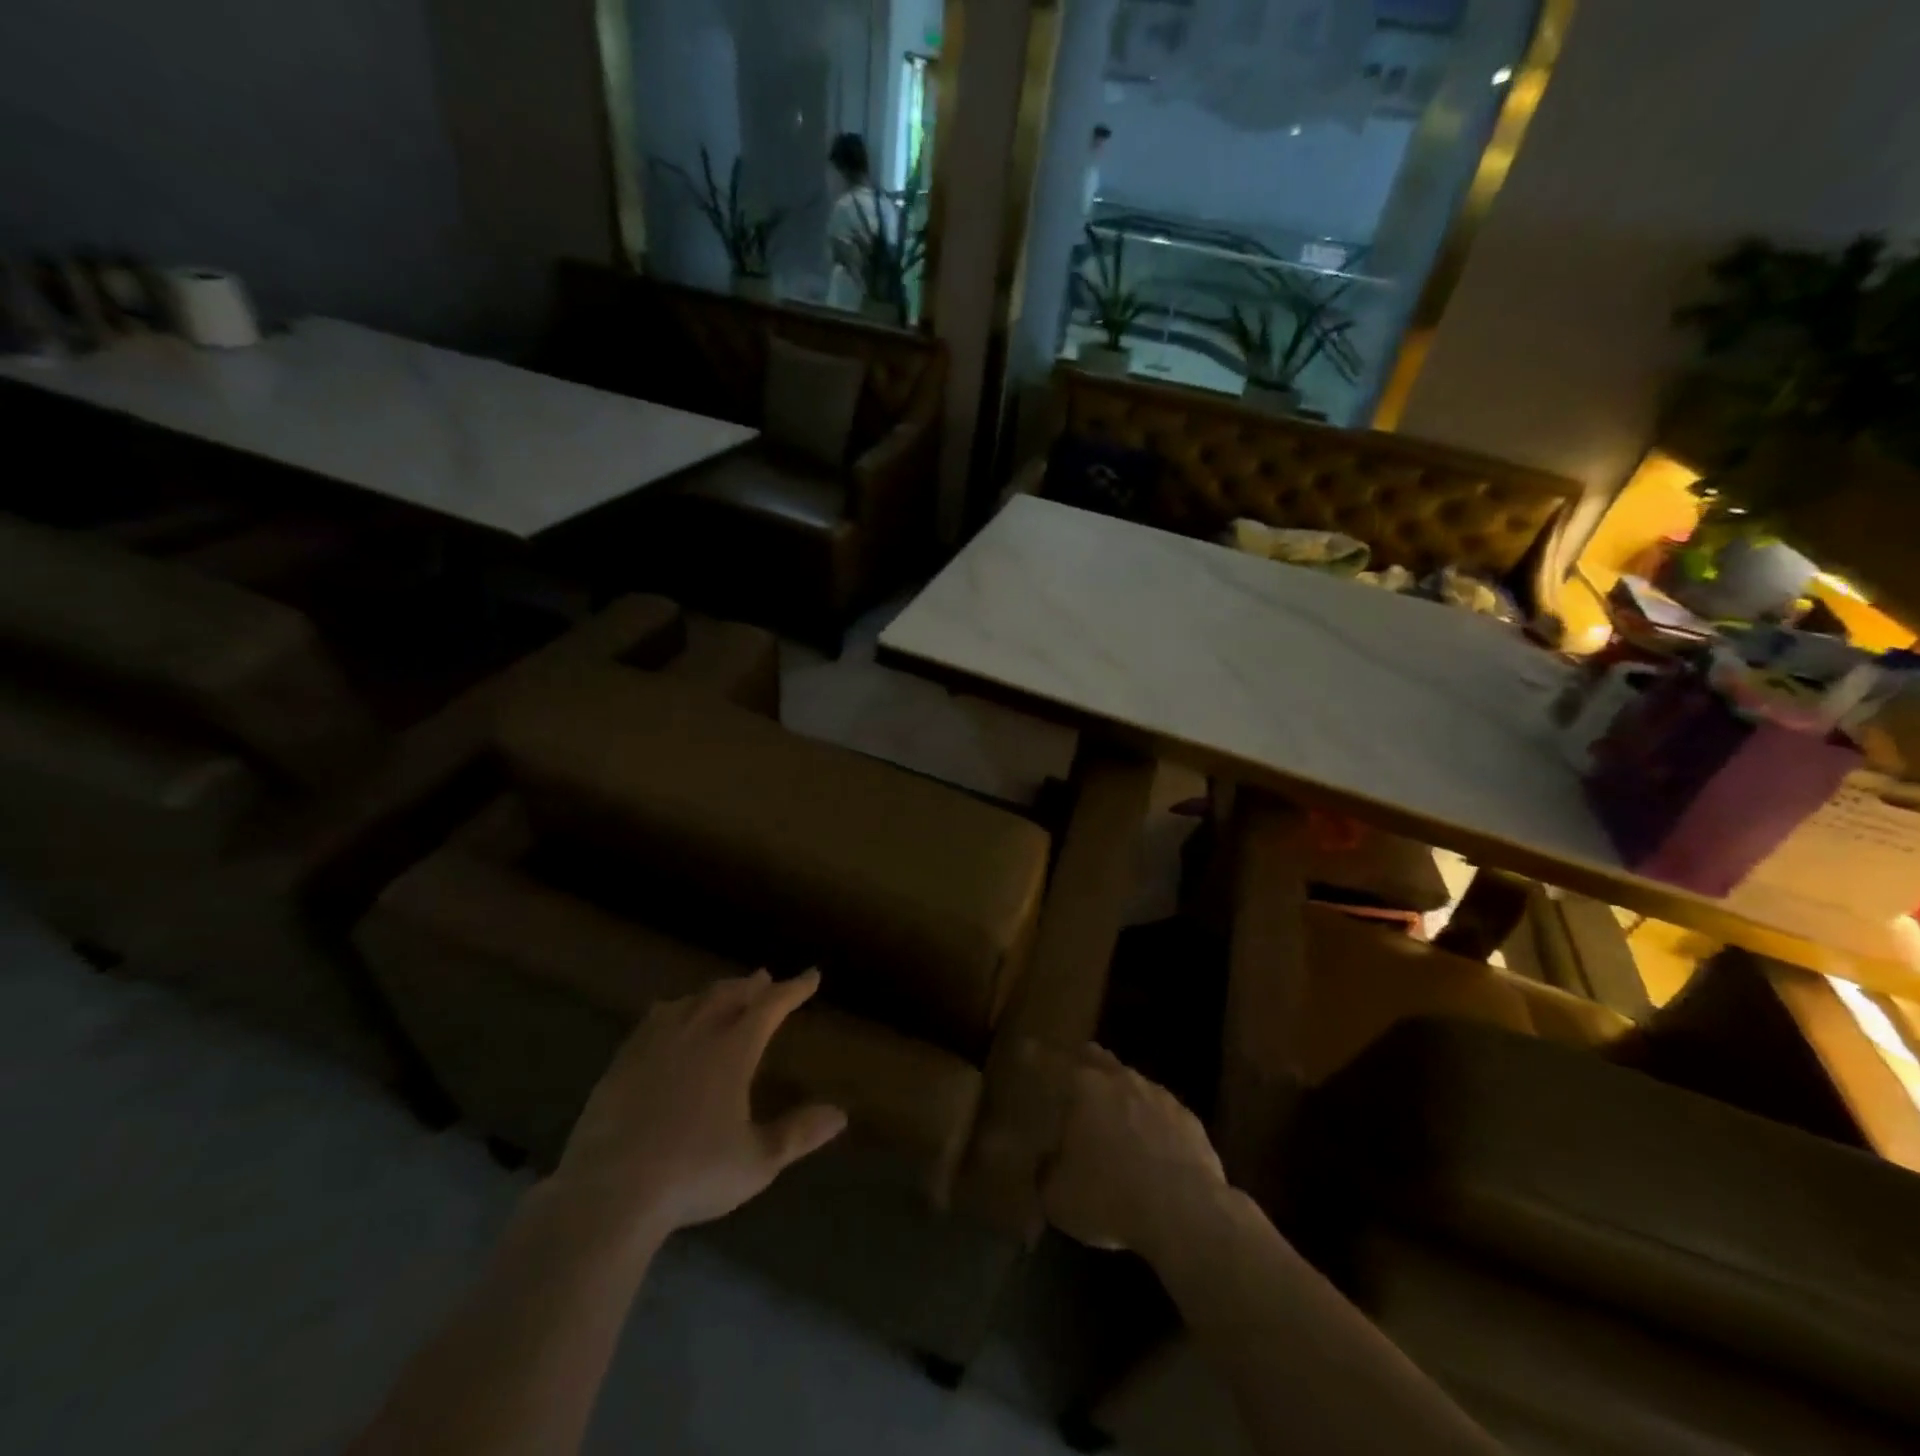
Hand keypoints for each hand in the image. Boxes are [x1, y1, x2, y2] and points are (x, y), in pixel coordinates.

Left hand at [549, 970, 846, 1244]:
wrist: (609, 1193)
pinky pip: (652, 1021)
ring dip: (713, 993)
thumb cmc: (693, 1174)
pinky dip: (672, 1010)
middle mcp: (696, 1035)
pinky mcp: (622, 1063)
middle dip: (751, 986)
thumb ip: (798, 1134)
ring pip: (690, 1002)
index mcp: (733, 1050)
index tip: (811, 975)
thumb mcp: (758, 1161)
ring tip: (723, 993)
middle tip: (765, 979)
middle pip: (728, 995)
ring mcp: (654, 1045)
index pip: (770, 1006)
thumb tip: (840, 1114)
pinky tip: (667, 1016)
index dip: (793, 988)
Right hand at [1041, 1043, 1226, 1258]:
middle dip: (1082, 1061)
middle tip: (1072, 1072)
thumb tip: (1047, 1162)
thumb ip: (1046, 1172)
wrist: (1186, 1214)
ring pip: (1131, 1082)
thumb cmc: (1110, 1198)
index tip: (1026, 1048)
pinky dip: (1150, 1120)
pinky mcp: (1188, 1119)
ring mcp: (1158, 1096)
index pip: (1050, 1062)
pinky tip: (1150, 1144)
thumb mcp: (1058, 1197)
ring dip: (1119, 1092)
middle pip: (1097, 1058)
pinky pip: (1161, 1111)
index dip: (1035, 1055)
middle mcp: (1120, 1080)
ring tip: (1112, 1114)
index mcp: (1083, 1087)